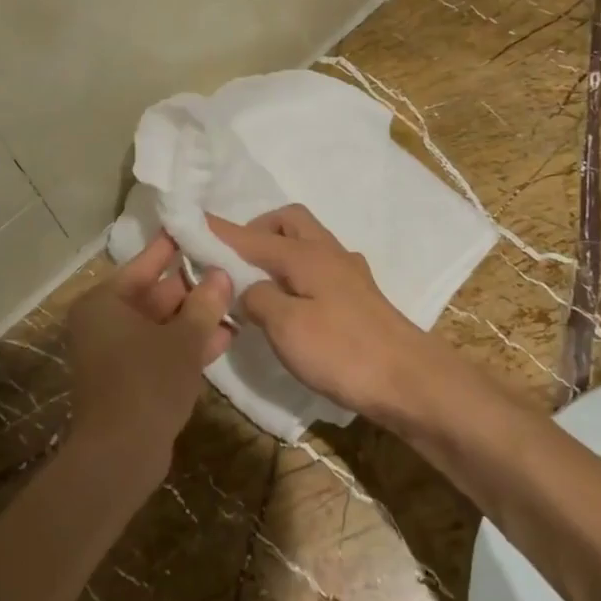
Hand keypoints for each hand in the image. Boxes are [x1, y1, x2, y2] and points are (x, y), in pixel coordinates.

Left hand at [64, 233, 232, 493]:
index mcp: (106, 302)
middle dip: (194, 287)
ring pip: (162, 324)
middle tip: (230, 268)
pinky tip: (224, 337)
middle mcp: (105, 322)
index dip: (175, 246)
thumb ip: (204, 304)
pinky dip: (186, 345)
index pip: (146, 262)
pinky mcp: (129, 379)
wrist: (120, 456)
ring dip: (196, 318)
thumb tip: (221, 275)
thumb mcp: (183, 339)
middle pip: (155, 293)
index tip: (200, 227)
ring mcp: (115, 352)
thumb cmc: (147, 383)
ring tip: (236, 302)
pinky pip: (160, 350)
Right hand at [209, 205, 444, 425]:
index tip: (190, 223)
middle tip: (235, 259)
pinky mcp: (359, 297)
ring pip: (307, 243)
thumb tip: (249, 289)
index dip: (220, 231)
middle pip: (289, 221)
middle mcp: (328, 253)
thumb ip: (259, 299)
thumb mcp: (287, 327)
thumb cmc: (343, 351)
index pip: (252, 236)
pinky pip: (319, 267)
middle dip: (257, 230)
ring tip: (257, 282)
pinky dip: (297, 273)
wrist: (409, 380)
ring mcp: (348, 273)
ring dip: (279, 250)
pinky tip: (292, 302)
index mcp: (305, 254)